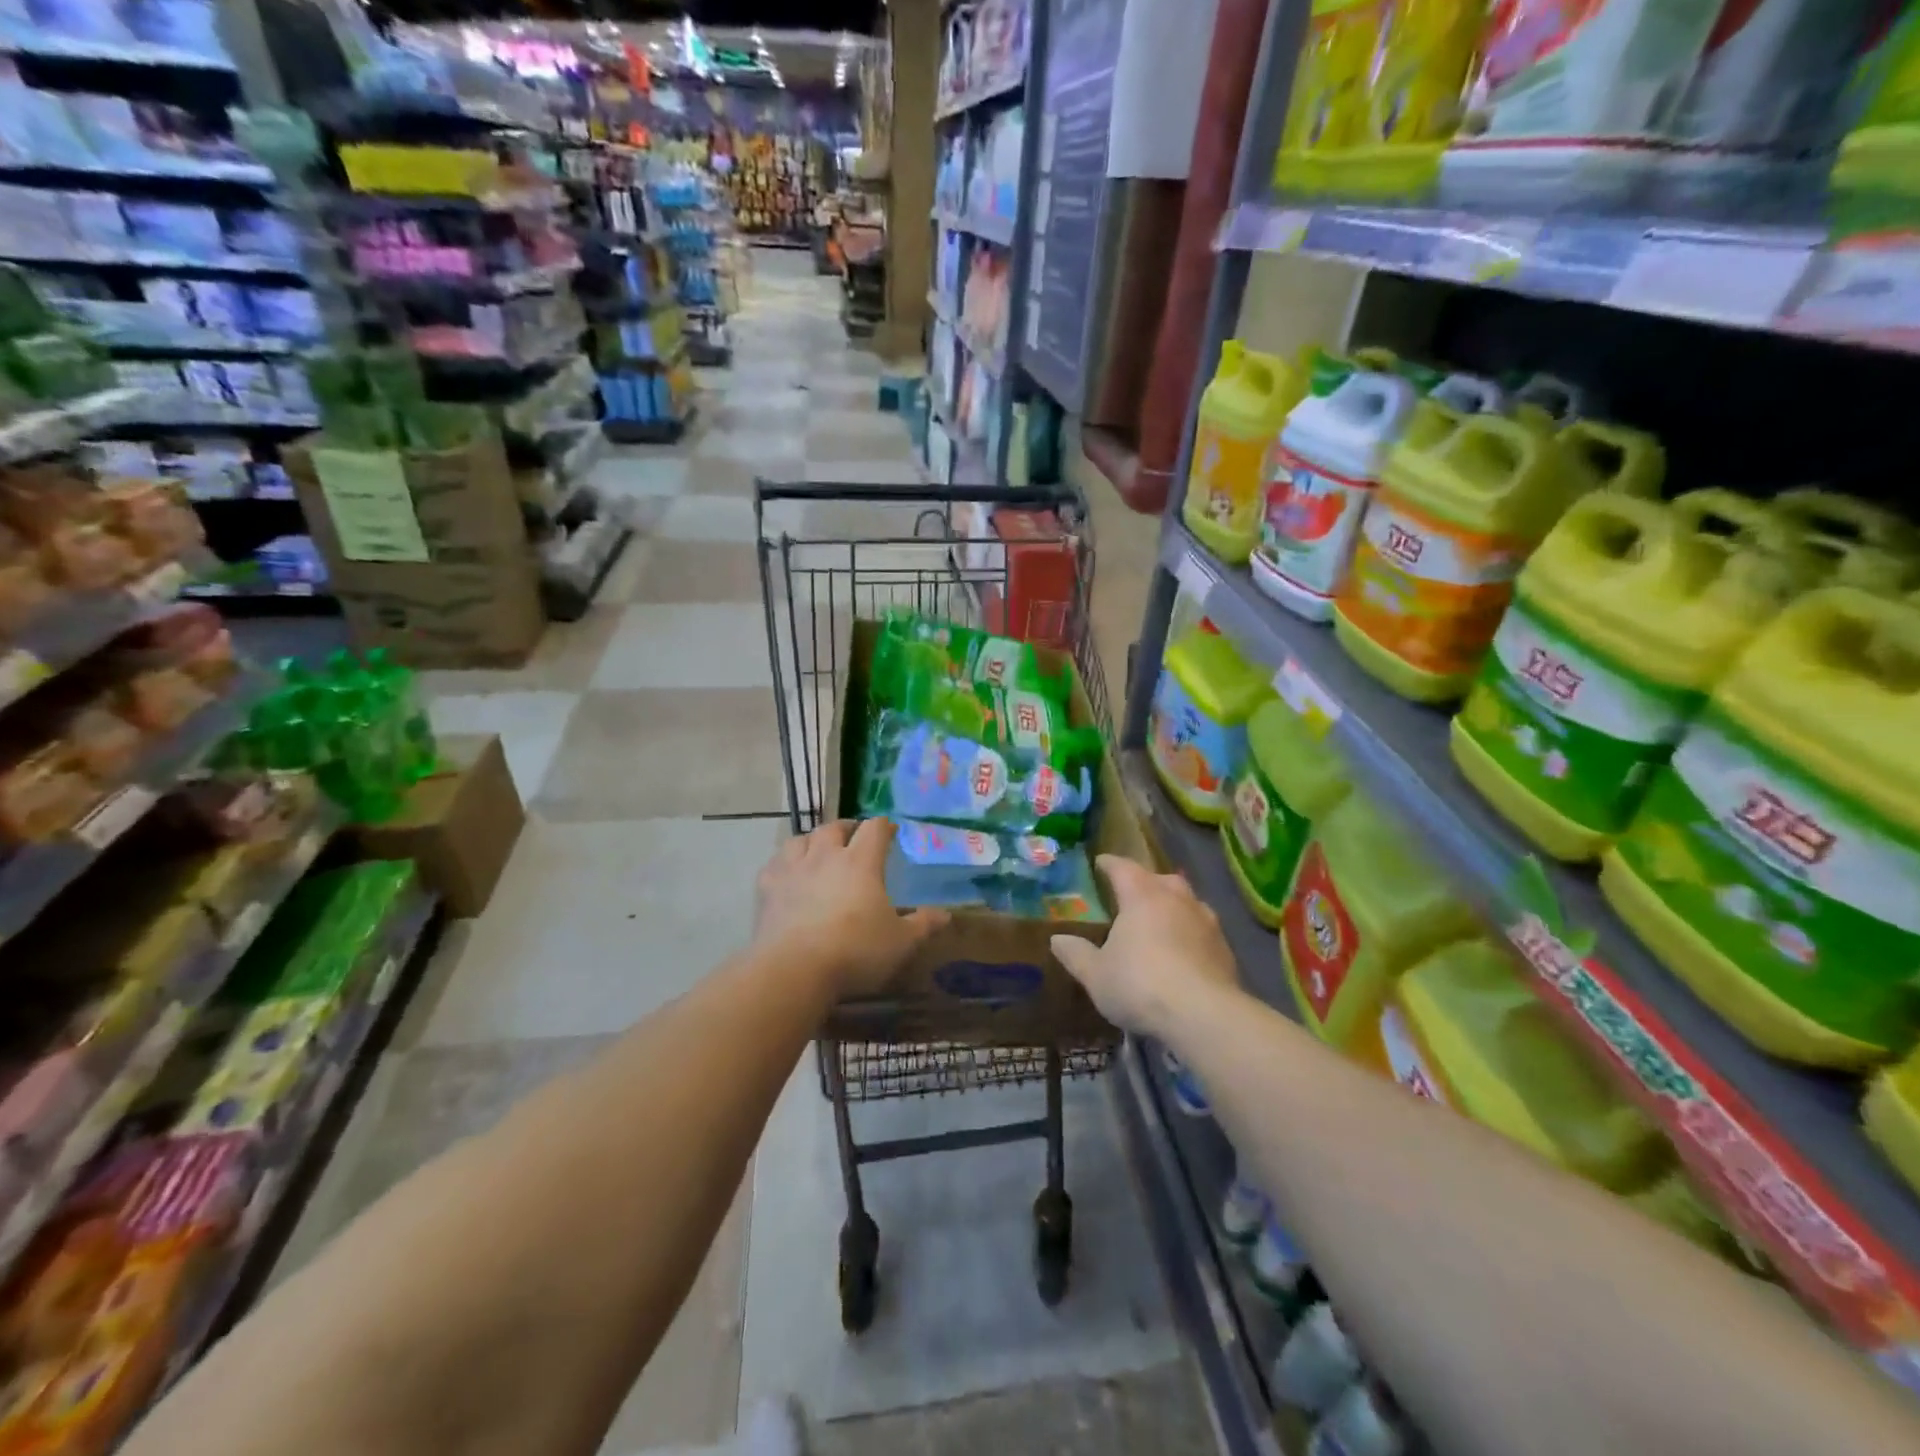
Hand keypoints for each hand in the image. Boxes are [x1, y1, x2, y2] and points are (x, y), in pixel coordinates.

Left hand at [754, 819, 948, 996]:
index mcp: (861, 861)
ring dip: (813, 840)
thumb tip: (946, 915)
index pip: (874, 828)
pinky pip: (775, 863)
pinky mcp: (767, 888)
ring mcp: (793, 869)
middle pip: (834, 827)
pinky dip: (784, 863)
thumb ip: (923, 925)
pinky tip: (788, 874)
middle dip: (847, 828)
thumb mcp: (900, 942)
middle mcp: (826, 855)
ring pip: (801, 839)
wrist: (794, 969)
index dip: (884, 826)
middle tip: (854, 837)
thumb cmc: (855, 951)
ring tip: (819, 850)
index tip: (890, 832)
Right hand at [1050, 856, 1240, 1037]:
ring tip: (1160, 921)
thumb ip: (1076, 954)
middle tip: (1132, 894)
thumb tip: (1057, 939)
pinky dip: (1190, 934)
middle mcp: (1176, 899)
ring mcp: (1206, 922)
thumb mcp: (1096, 974)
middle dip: (1146, 882)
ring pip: (1187, 902)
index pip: (1123, 868)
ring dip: (1173, 906)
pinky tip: (1183, 953)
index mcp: (1142, 896)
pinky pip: (1203, 930)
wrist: (1204, 1015)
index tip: (1100, 863)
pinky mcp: (1225, 948)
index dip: (1109, 864)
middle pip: (1161, 879)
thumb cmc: (1140, 985)